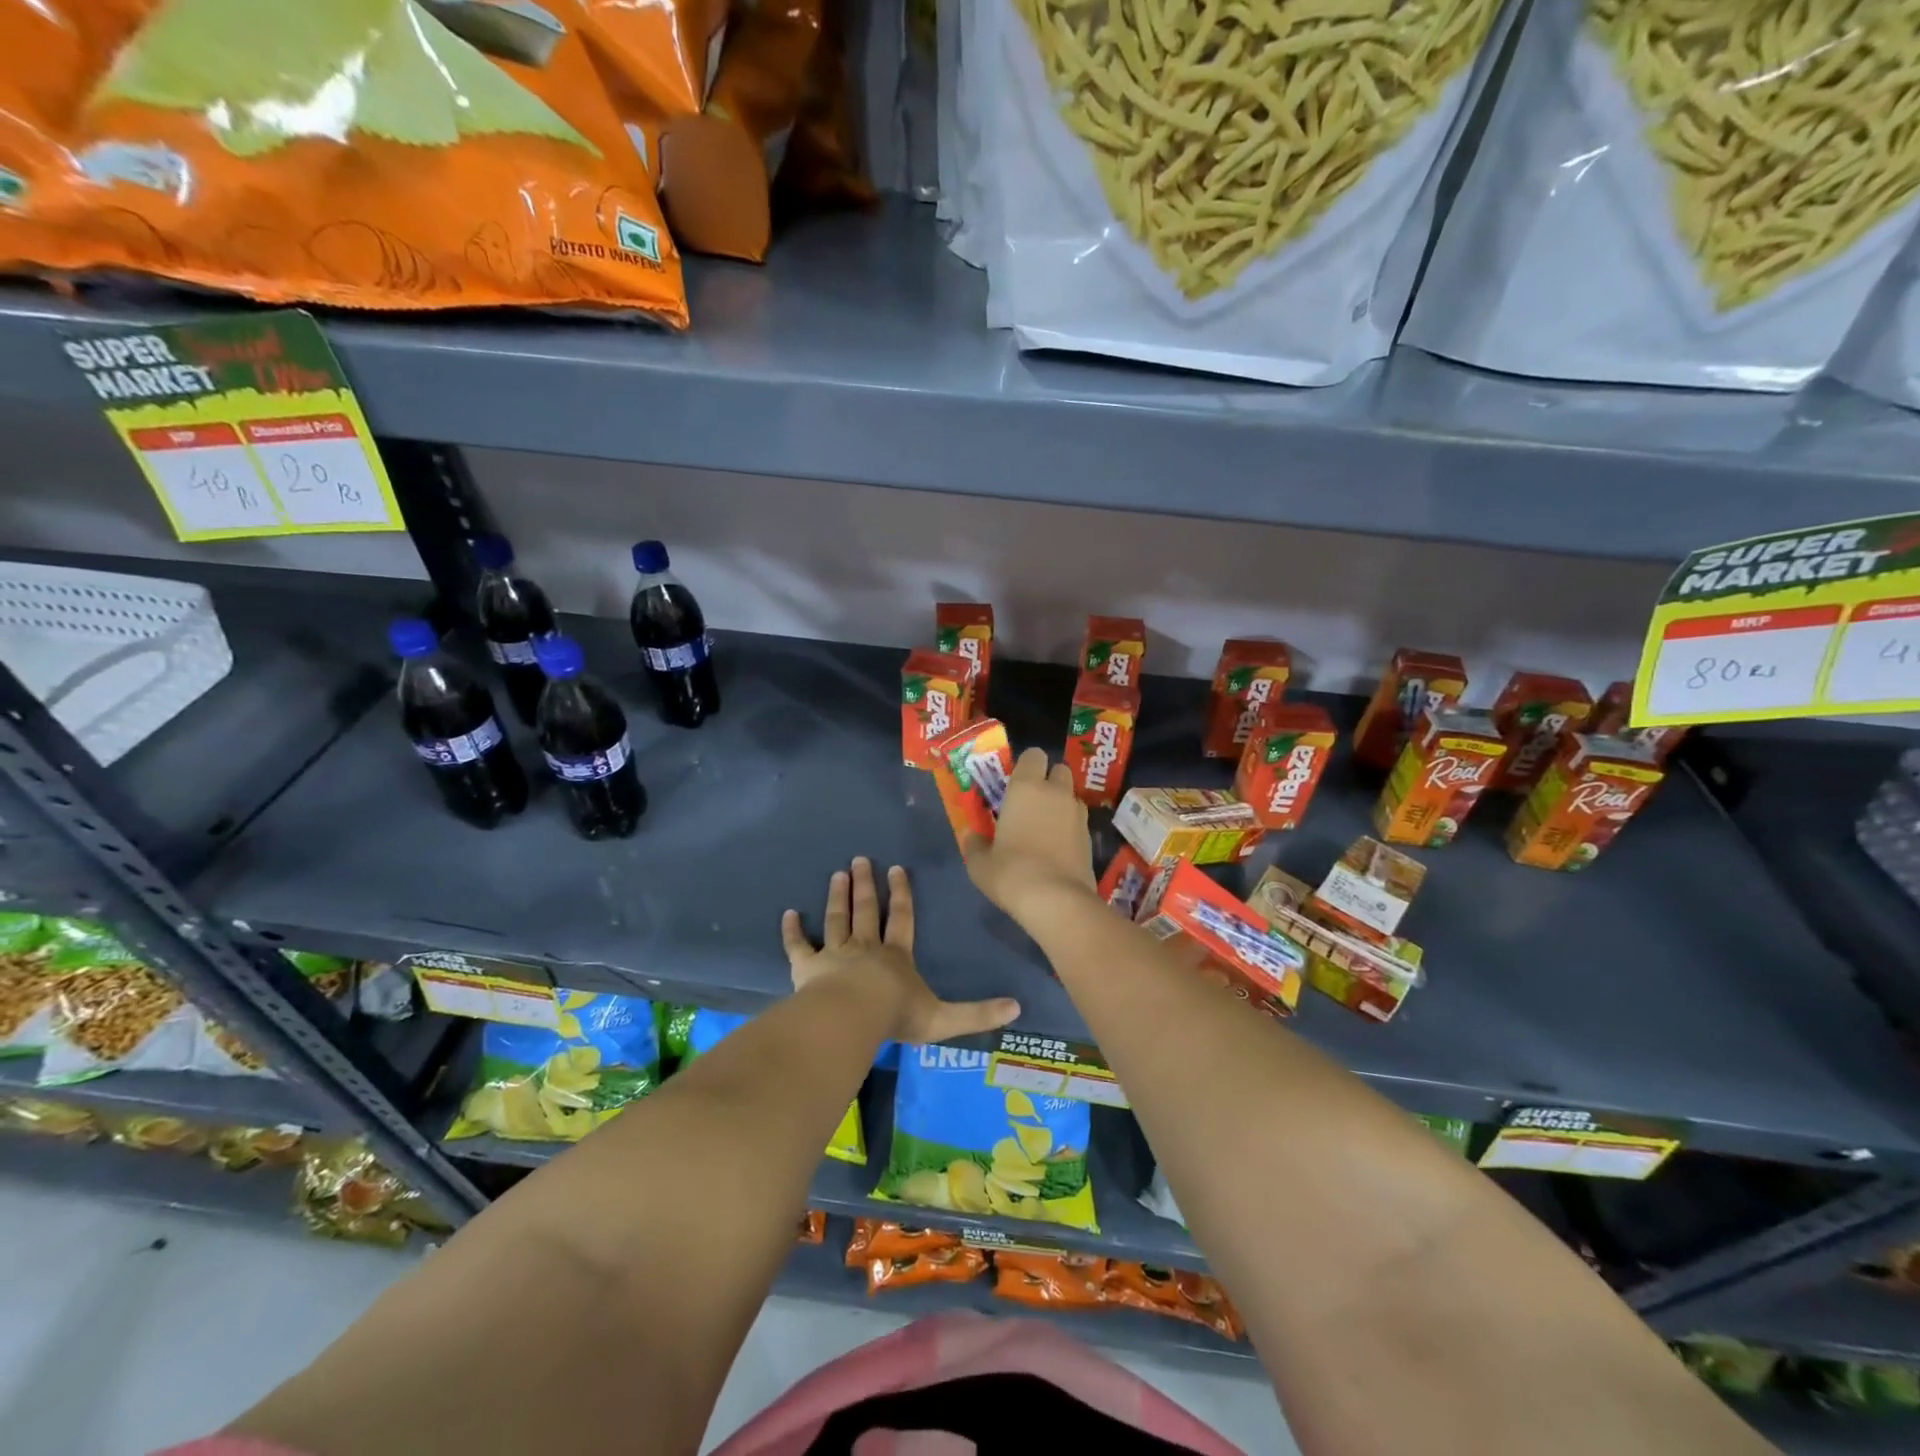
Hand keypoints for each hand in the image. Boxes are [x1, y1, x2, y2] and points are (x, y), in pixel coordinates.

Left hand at [782, 857, 1019, 1043]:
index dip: (902, 894)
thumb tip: (1018, 1008)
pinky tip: (788, 914)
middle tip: (861, 859)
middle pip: (866, 911)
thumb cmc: (896, 1016)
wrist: (850, 1019)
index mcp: (896, 956)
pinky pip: (798, 946)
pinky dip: (792, 931)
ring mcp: (834, 955)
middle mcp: (865, 948)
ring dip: (838, 897)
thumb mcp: (944, 1018)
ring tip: (838, 874)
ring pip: (836, 919)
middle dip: (866, 886)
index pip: (902, 918)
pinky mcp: (807, 967)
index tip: (897, 869)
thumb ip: (978, 1013)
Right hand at [961, 748, 1097, 931]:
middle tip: (1032, 802)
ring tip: (1046, 827)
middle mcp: (1056, 792)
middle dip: (1049, 780)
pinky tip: (1058, 849)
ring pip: (1072, 796)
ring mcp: (1078, 814)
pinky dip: (1071, 828)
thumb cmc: (1010, 872)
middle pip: (1060, 770)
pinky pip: (1079, 822)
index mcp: (1026, 787)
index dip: (1027, 765)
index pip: (1033, 755)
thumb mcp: (980, 863)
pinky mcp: (1091, 838)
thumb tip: (972, 836)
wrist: (1055, 900)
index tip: (1016, 783)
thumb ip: (975, 844)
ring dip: (1062, 804)